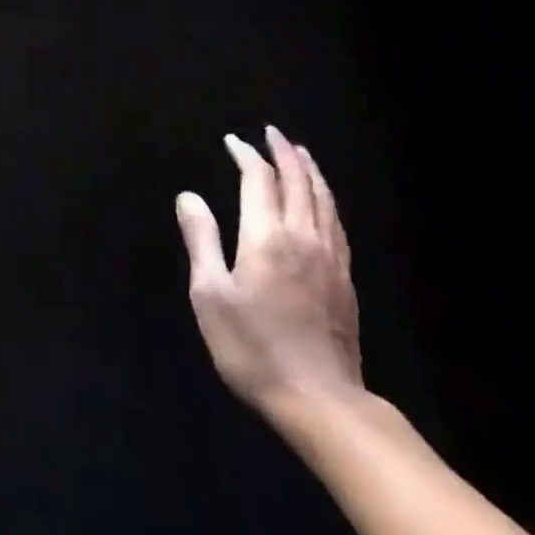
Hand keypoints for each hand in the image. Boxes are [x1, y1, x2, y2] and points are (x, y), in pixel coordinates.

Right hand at [175, 126, 362, 420]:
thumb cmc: (253, 347)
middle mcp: (303, 236)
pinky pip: (337, 223)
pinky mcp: (345, 279)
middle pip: (297, 182)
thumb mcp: (211, 295)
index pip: (259, 180)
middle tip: (272, 133)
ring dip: (309, 171)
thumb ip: (201, 239)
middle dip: (283, 153)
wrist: (320, 400)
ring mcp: (330, 258)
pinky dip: (327, 199)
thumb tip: (189, 196)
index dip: (246, 156)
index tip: (233, 142)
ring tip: (300, 153)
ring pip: (323, 199)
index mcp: (266, 236)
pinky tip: (323, 202)